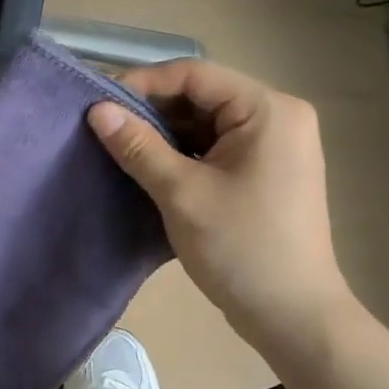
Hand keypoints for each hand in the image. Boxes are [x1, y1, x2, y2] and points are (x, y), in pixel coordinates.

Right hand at [88, 60, 353, 346]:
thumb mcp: (181, 193)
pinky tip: (148, 170)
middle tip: (103, 130)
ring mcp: (274, 146)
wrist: (291, 313)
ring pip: (205, 124)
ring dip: (163, 135)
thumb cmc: (240, 247)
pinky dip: (181, 155)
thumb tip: (97, 110)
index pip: (195, 75)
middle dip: (151, 111)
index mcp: (268, 110)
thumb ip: (138, 147)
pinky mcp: (265, 172)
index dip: (143, 84)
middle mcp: (277, 117)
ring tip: (119, 150)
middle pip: (201, 97)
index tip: (98, 105)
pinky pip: (214, 148)